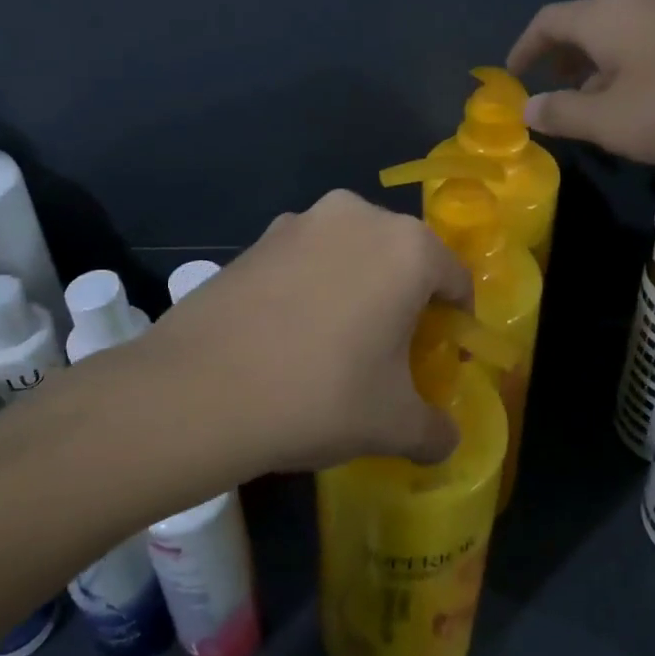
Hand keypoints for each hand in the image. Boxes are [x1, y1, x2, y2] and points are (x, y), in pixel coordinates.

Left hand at [144, 191, 470, 472]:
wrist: (198, 389)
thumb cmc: (319, 395)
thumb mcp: (392, 424)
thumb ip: (435, 430)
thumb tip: (446, 439)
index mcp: (407, 247)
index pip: (455, 279)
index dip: (455, 322)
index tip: (440, 357)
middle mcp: (358, 216)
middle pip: (402, 259)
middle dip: (405, 301)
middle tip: (391, 354)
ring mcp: (301, 221)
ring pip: (351, 255)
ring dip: (357, 289)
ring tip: (336, 345)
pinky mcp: (257, 238)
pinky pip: (306, 260)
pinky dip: (312, 287)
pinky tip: (290, 335)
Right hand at [507, 0, 654, 164]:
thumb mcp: (612, 121)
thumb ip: (563, 114)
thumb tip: (528, 107)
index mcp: (606, 17)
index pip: (548, 21)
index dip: (524, 47)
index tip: (513, 73)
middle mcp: (639, 3)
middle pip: (585, 24)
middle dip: (562, 57)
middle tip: (554, 90)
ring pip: (622, 35)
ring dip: (599, 65)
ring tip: (600, 103)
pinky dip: (633, 66)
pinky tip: (651, 99)